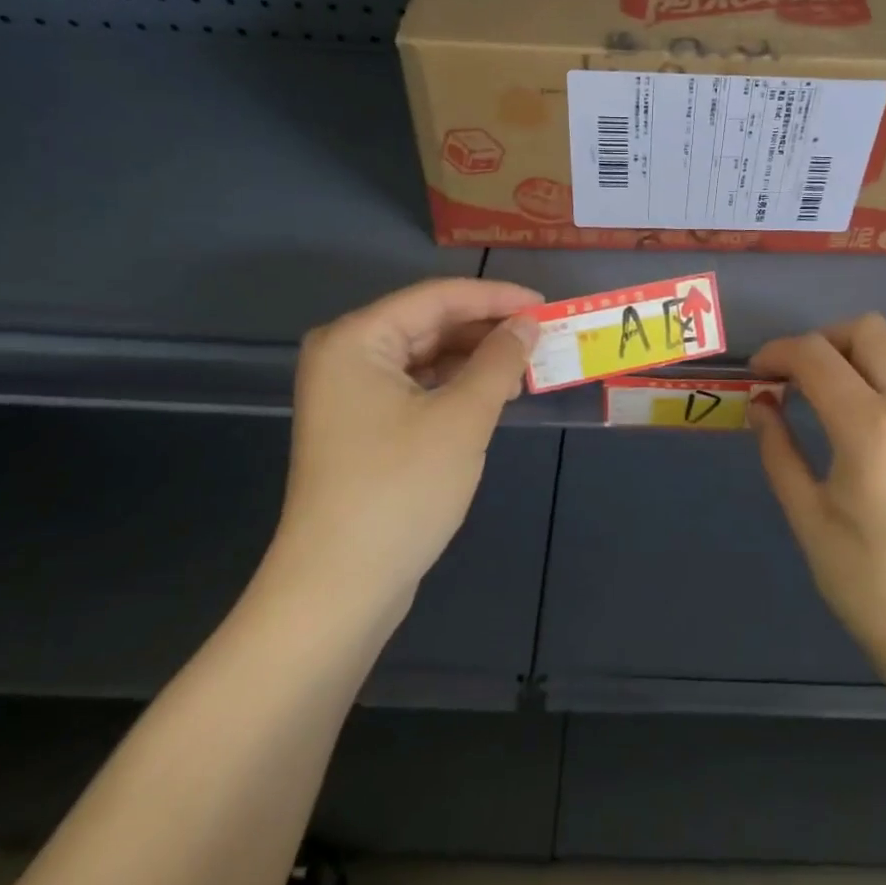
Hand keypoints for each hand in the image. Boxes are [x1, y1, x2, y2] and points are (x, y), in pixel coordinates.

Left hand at [268, 278, 540, 625]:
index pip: (437, 298)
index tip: (546, 305)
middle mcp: (347, 356)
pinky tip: (493, 392)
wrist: (339, 587)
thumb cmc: (400, 490)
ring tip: (527, 363)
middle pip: (429, 323)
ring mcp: (351, 394)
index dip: (496, 297)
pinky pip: (417, 386)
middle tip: (543, 335)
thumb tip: (528, 324)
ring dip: (475, 357)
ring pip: (425, 356)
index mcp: (357, 339)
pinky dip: (456, 385)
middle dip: (487, 328)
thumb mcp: (462, 418)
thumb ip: (499, 361)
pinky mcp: (362, 426)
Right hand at [749, 314, 885, 696]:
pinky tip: (883, 406)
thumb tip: (760, 402)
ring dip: (867, 346)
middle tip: (799, 378)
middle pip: (866, 329)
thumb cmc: (868, 583)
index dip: (778, 353)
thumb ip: (778, 448)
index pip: (816, 356)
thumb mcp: (807, 516)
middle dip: (821, 342)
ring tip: (844, 384)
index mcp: (870, 430)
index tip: (759, 372)